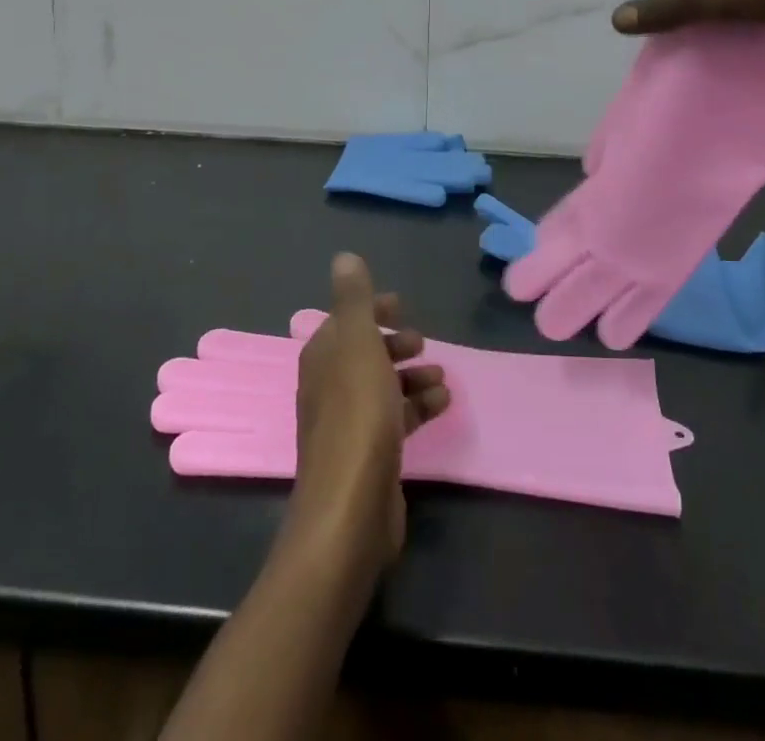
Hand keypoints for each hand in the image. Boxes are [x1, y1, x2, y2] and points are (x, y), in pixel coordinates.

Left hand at [287, 253, 449, 577]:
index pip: (346, 321)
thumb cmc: (358, 415)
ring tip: (442, 378)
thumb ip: (354, 300)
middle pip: (365, 354)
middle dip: (396, 345)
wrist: (350, 508)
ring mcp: (348, 424)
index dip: (373, 310)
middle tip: (423, 344)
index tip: (402, 305)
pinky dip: (418, 407)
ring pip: (384, 387)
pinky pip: (396, 418)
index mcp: (322, 357)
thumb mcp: (358, 345)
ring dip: (413, 376)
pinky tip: (442, 405)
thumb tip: (344, 256)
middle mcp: (330, 387)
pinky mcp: (369, 455)